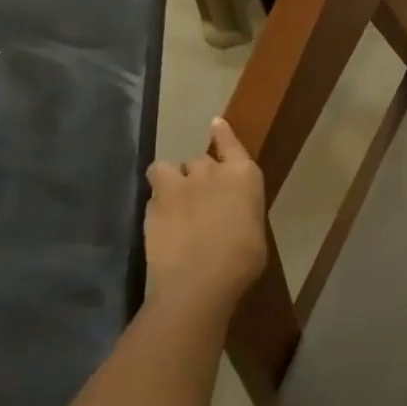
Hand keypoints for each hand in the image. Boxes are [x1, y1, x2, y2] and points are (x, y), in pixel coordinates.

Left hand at [142, 118, 266, 319]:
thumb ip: (240, 209)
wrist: (200, 281)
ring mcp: (178, 186)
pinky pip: (153, 195)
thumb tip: (231, 213)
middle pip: (200, 160)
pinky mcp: (153, 206)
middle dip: (199, 174)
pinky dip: (157, 204)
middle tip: (200, 197)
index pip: (231, 144)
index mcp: (244, 175)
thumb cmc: (243, 259)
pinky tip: (162, 224)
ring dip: (170, 179)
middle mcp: (211, 172)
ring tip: (172, 199)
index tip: (215, 124)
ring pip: (166, 168)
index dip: (222, 134)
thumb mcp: (253, 228)